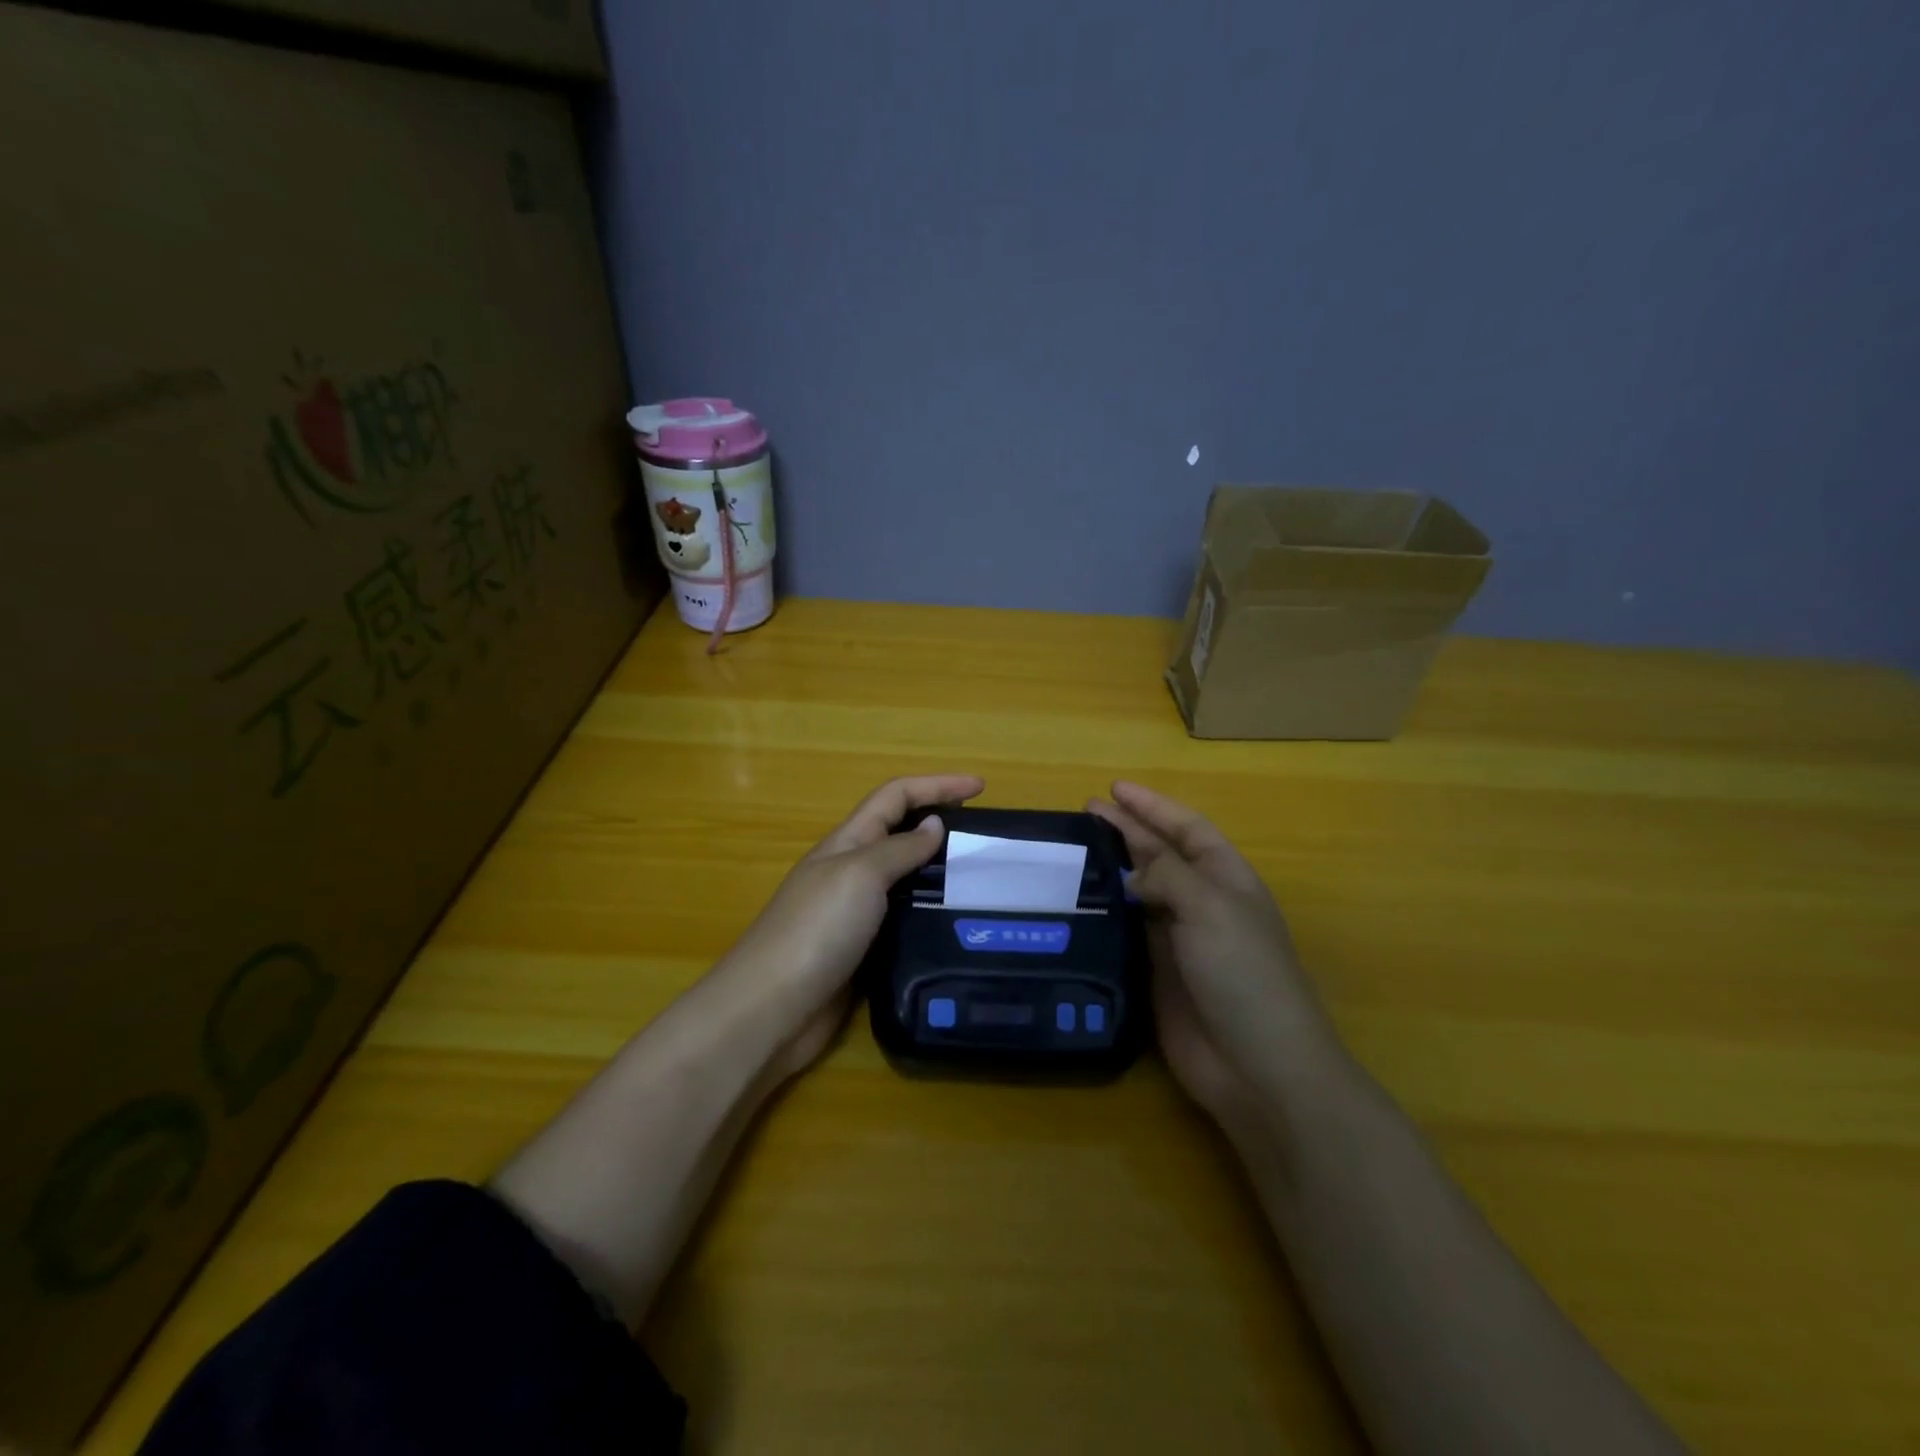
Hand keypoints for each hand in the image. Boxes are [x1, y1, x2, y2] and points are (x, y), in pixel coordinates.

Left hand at [721, 774, 984, 1080]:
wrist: (772, 1009)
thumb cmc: (816, 930)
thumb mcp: (860, 875)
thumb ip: (899, 849)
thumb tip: (934, 825)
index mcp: (847, 842)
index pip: (896, 797)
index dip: (937, 785)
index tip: (982, 786)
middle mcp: (851, 872)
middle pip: (901, 834)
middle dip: (941, 823)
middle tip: (987, 838)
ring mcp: (855, 914)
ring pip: (906, 879)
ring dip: (940, 872)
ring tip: (983, 881)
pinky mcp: (863, 953)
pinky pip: (904, 921)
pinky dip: (930, 914)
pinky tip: (957, 926)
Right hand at [1088, 781, 1340, 1125]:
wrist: (1257, 1067)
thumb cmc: (1243, 974)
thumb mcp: (1210, 908)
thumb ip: (1168, 875)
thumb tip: (1130, 871)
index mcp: (1226, 880)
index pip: (1187, 829)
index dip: (1153, 807)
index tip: (1114, 790)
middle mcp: (1201, 904)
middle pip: (1159, 856)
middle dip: (1126, 831)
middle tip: (1083, 813)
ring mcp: (1178, 941)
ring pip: (1139, 893)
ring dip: (1111, 870)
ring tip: (1072, 850)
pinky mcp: (1155, 974)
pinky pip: (1125, 933)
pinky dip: (1104, 915)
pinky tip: (1076, 905)